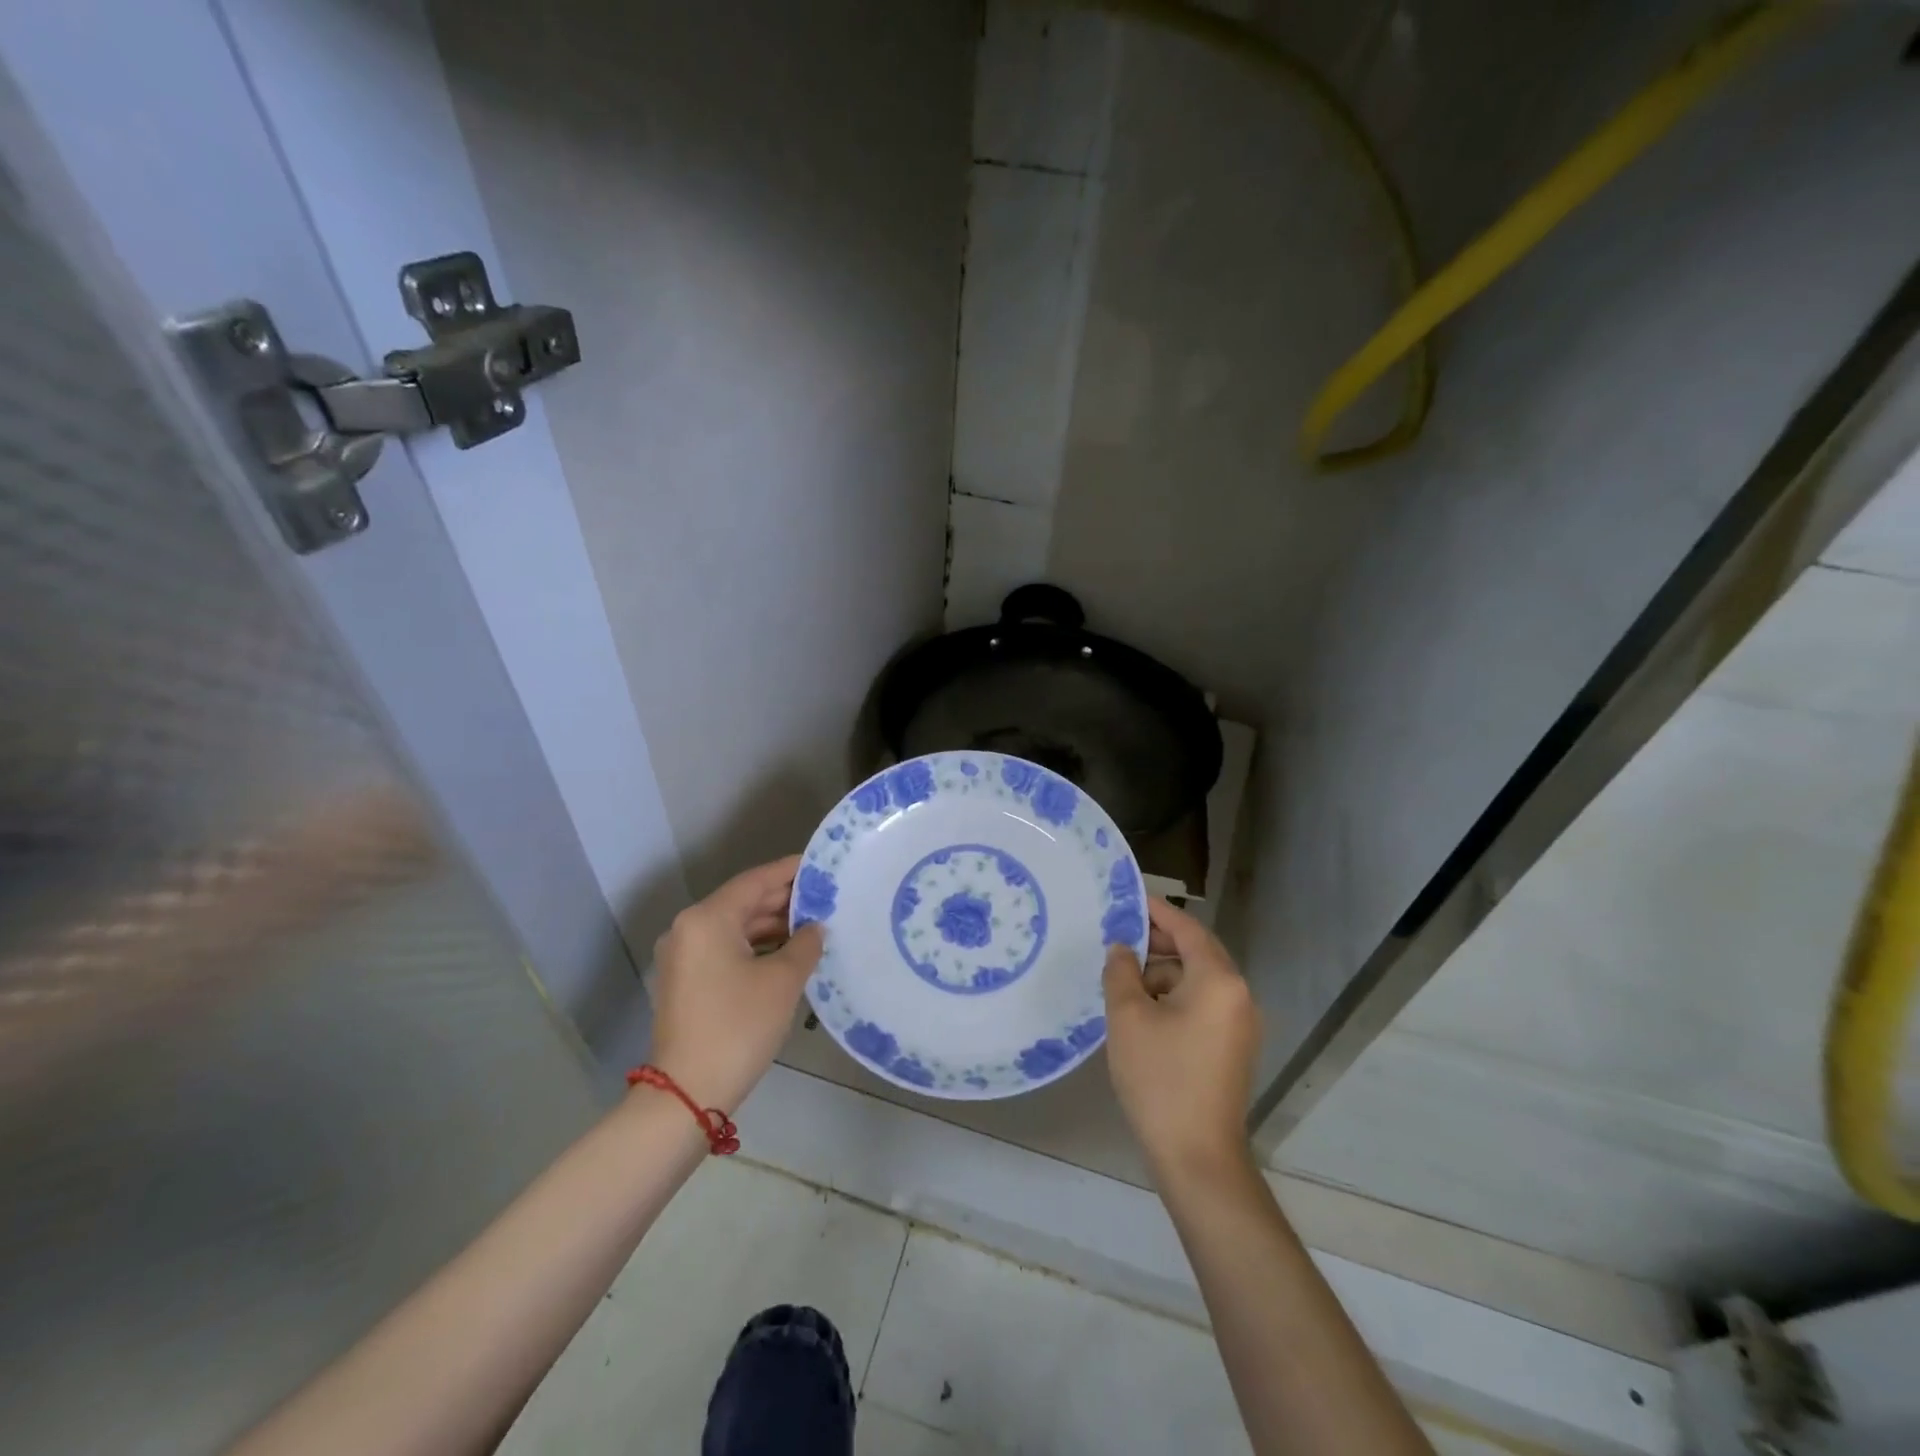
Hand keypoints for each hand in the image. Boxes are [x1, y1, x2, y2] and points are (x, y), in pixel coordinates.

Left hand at [646, 855, 822, 1112]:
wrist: (688, 1092)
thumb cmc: (738, 1026)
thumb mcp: (782, 981)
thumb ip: (805, 944)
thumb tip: (815, 928)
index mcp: (707, 918)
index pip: (756, 881)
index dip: (790, 871)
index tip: (821, 865)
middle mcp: (689, 928)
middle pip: (743, 902)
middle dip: (784, 900)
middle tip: (825, 897)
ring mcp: (683, 956)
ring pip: (735, 927)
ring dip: (772, 926)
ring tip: (814, 925)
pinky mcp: (686, 981)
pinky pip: (725, 949)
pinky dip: (755, 947)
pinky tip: (787, 953)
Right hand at [1103, 897, 1261, 1179]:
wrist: (1197, 1157)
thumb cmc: (1160, 1078)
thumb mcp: (1128, 1017)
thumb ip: (1121, 972)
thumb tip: (1121, 949)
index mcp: (1219, 981)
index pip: (1188, 929)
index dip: (1157, 911)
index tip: (1129, 899)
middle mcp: (1238, 996)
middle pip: (1197, 953)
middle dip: (1158, 942)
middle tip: (1118, 937)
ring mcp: (1239, 1024)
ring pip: (1198, 981)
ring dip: (1163, 973)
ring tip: (1123, 977)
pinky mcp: (1232, 1048)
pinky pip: (1203, 1005)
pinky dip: (1174, 997)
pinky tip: (1142, 1009)